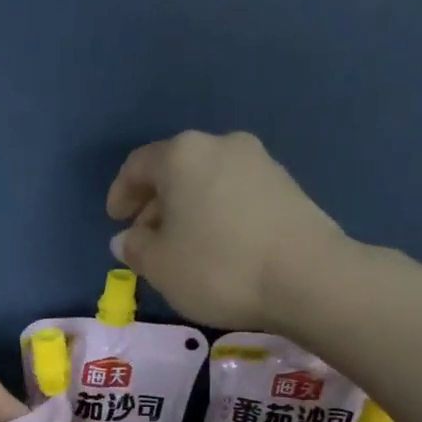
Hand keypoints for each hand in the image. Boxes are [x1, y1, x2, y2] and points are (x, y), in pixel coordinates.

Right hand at [107, 131, 352, 331]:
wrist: (306, 276)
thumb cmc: (217, 267)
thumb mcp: (160, 266)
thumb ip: (135, 248)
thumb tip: (127, 238)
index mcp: (182, 155)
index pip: (138, 165)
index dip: (120, 193)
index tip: (116, 220)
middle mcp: (221, 145)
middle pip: (176, 170)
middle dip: (156, 203)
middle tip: (146, 238)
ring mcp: (259, 162)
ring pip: (207, 181)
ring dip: (187, 210)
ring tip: (182, 247)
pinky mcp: (286, 186)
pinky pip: (235, 194)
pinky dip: (216, 214)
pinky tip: (217, 247)